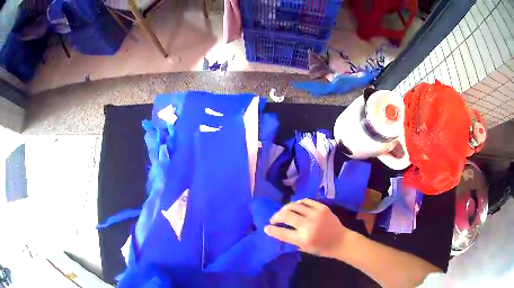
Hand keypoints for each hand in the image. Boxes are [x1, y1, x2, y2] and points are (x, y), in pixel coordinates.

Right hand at [264, 199, 348, 258]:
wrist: (341, 241)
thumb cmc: (322, 248)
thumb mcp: (304, 248)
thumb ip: (291, 240)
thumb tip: (278, 231)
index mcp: (303, 239)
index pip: (282, 233)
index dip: (272, 230)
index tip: (266, 228)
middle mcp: (308, 225)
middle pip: (286, 215)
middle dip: (276, 216)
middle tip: (273, 219)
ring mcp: (316, 214)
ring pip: (294, 205)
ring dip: (285, 208)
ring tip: (283, 212)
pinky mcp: (322, 207)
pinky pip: (306, 201)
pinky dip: (298, 203)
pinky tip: (295, 206)